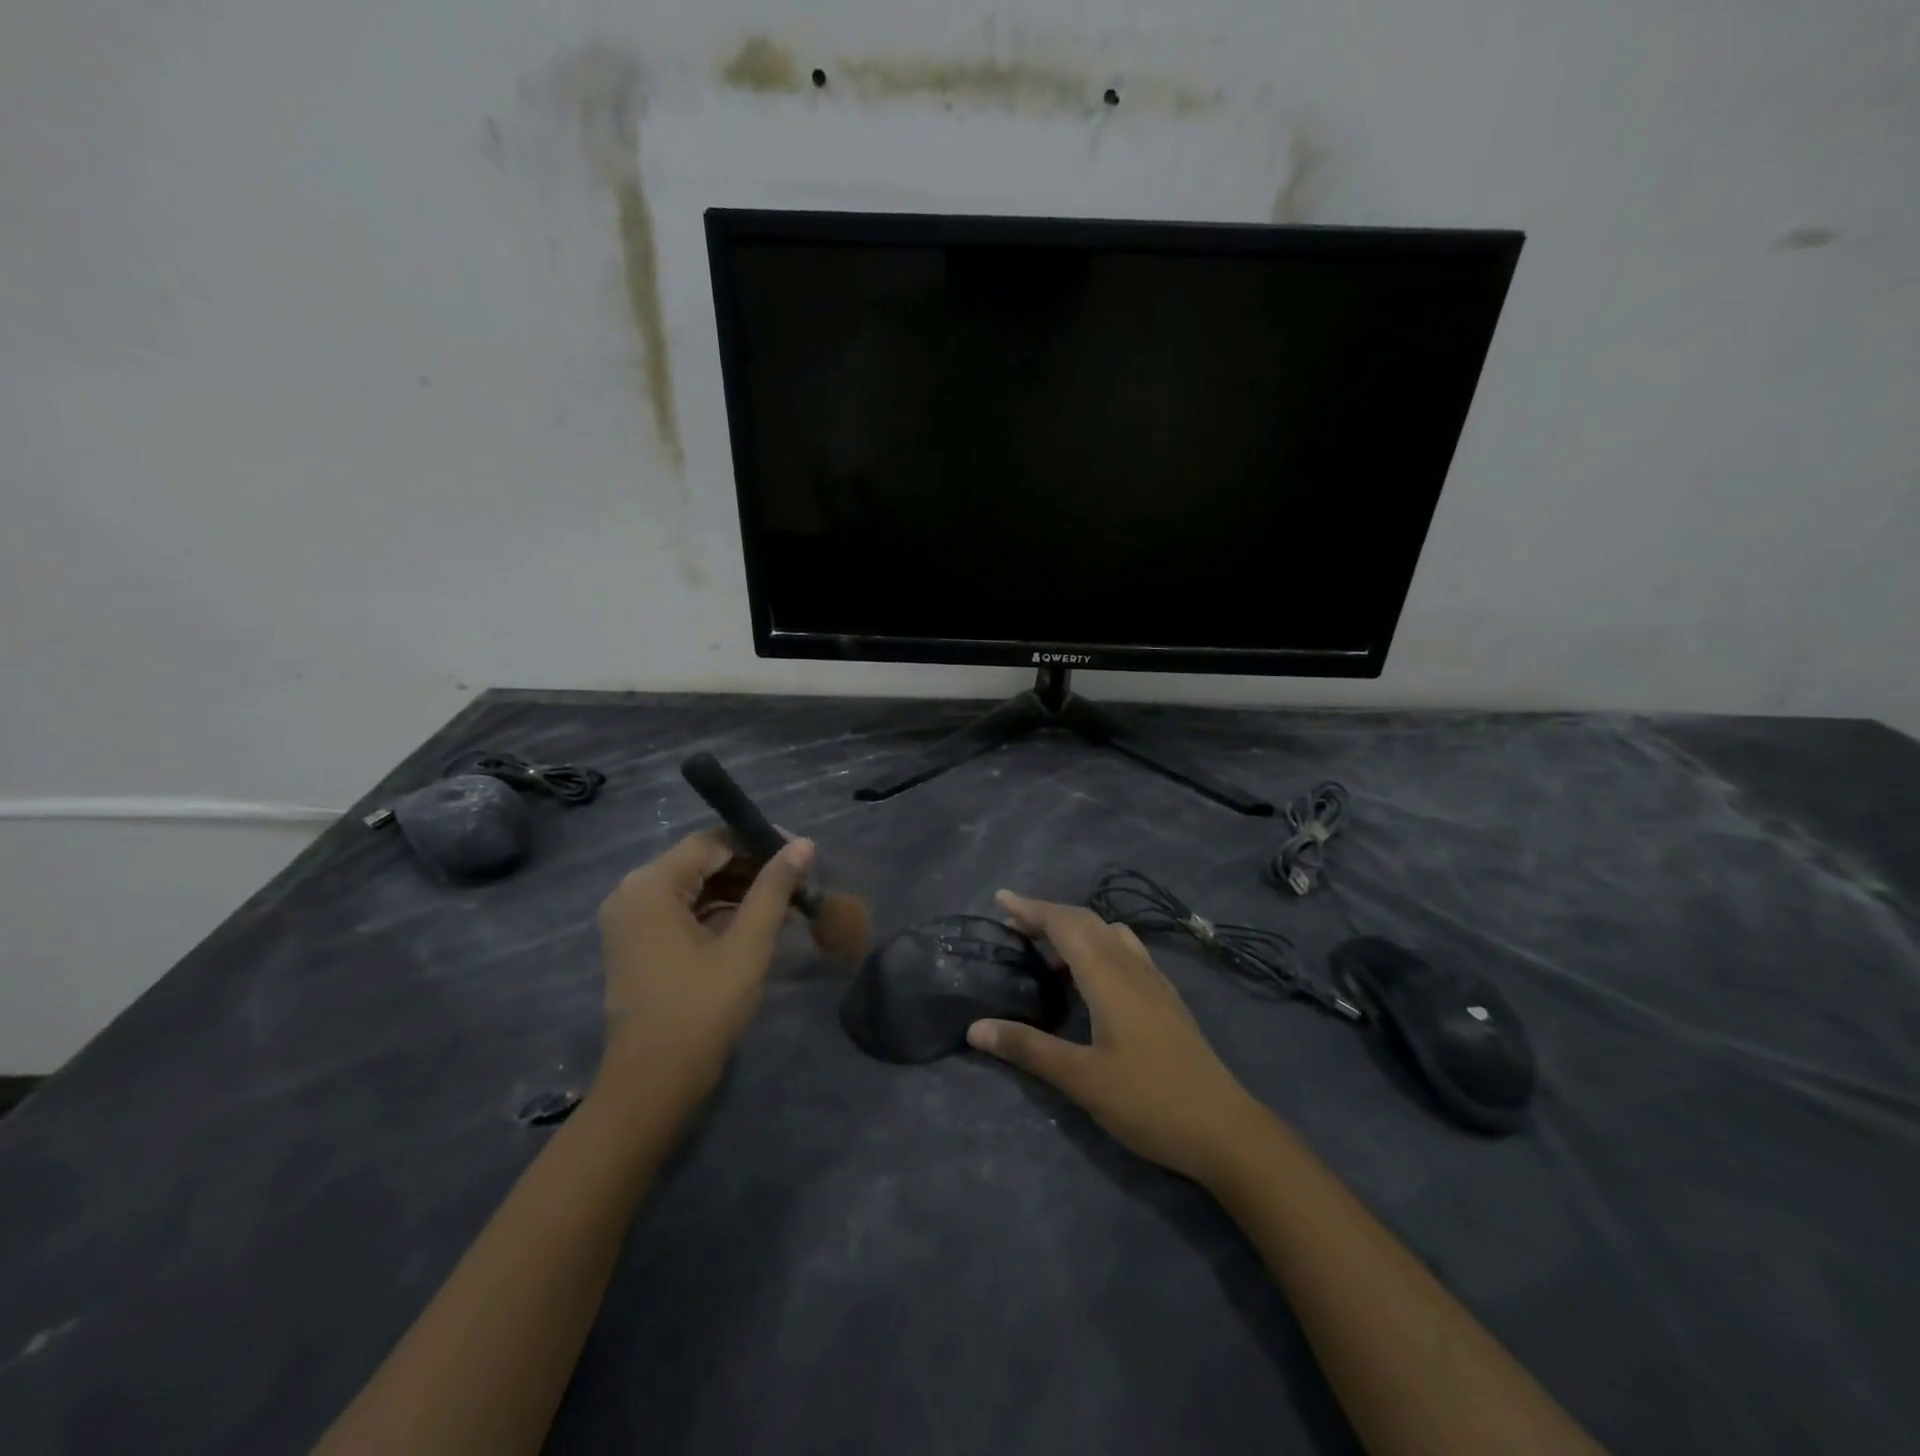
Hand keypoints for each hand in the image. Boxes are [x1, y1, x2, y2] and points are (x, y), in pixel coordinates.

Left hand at [593, 830, 813, 1108]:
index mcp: (651, 885)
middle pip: (702, 860)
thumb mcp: (747, 945)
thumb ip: (774, 888)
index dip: (759, 841)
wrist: (652, 1086)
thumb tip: (803, 844)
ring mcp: (631, 918)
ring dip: (739, 889)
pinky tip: (757, 921)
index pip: (712, 841)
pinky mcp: (638, 942)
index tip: (801, 854)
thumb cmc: (701, 1011)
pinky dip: (719, 910)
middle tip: (799, 881)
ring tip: (787, 902)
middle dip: (752, 867)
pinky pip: (683, 909)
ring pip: (695, 885)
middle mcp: (633, 891)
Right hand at [968, 891, 1269, 1185]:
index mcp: (1109, 976)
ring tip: (1047, 951)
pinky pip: (1126, 951)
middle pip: (1086, 921)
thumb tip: (975, 1028)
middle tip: (1014, 926)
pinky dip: (1098, 946)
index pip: (1064, 924)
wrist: (1225, 1129)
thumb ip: (1028, 1048)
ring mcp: (1154, 980)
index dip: (1031, 908)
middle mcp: (1132, 966)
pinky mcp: (1166, 998)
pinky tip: (1092, 978)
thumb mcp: (1081, 1079)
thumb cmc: (1149, 1100)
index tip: (1000, 899)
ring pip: (1109, 934)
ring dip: (1075, 930)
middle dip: (1048, 915)